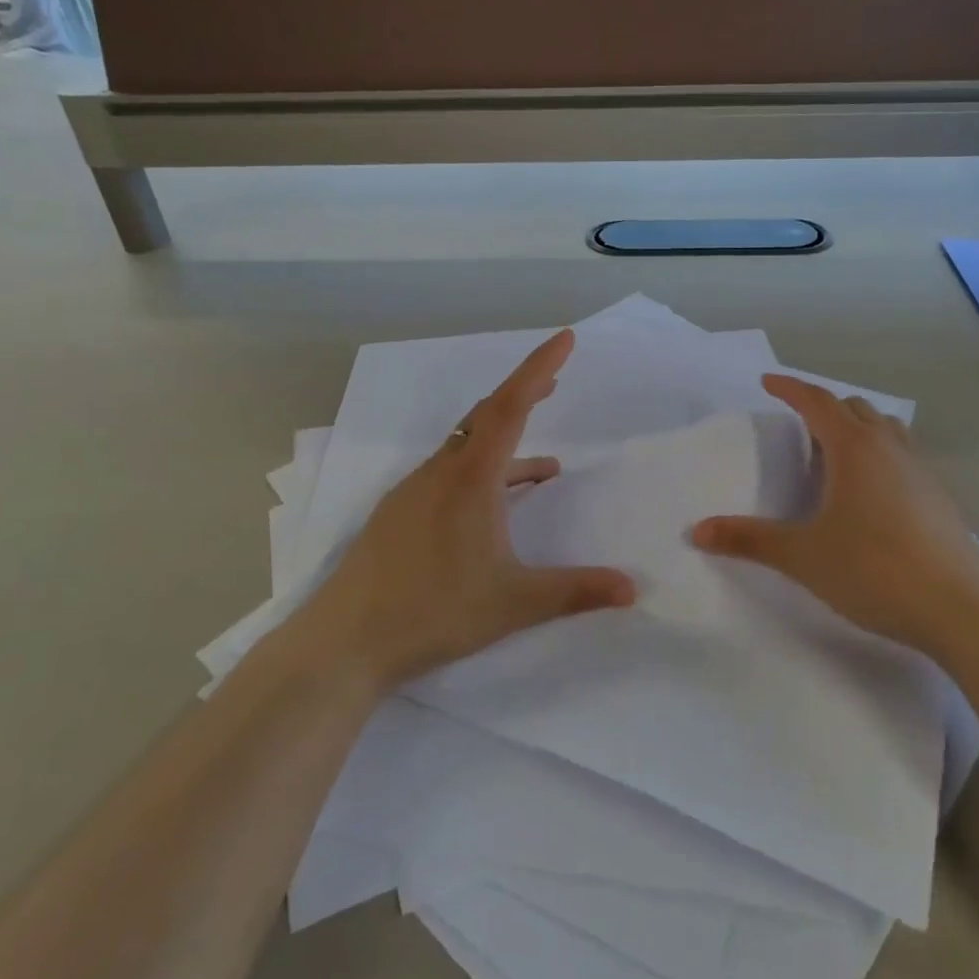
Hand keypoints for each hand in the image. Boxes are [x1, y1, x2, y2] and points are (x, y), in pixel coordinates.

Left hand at [305, 329, 636, 690]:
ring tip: (546, 467)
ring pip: (467, 447)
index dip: (539, 368)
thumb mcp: (513, 603)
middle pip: (488, 415)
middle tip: (555, 382)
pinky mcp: (401, 512)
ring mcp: (416, 490)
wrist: (346, 639)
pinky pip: (450, 473)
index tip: (565, 338)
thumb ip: (574, 590)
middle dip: (524, 394)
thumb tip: (632, 588)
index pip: (511, 406)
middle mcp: (442, 471)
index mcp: (472, 478)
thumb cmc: (434, 610)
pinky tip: (494, 508)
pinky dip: (483, 474)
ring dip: (506, 442)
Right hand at [692, 375, 978, 652]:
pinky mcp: (940, 497)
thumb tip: (697, 531)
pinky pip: (902, 455)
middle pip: (853, 408)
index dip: (789, 388)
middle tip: (797, 426)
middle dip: (822, 408)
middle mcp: (889, 448)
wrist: (962, 609)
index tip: (767, 382)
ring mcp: (921, 471)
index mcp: (853, 448)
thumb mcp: (802, 555)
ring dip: (855, 428)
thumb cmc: (874, 569)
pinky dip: (878, 454)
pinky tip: (870, 493)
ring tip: (833, 454)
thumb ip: (749, 539)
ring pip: (884, 429)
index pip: (817, 402)